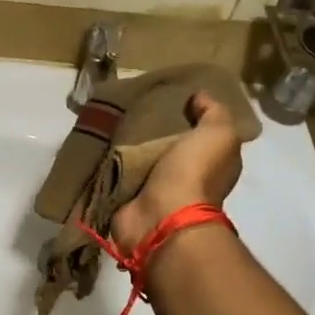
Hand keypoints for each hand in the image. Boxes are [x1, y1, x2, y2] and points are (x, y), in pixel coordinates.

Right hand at [111, 92, 241, 253]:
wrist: (161, 217)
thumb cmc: (194, 173)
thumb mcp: (218, 134)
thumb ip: (214, 112)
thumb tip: (200, 97)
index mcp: (210, 163)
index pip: (202, 135)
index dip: (191, 116)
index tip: (170, 97)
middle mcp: (184, 177)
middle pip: (167, 146)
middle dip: (152, 129)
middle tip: (132, 104)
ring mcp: (154, 190)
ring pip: (140, 158)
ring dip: (127, 144)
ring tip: (109, 116)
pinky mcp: (126, 197)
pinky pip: (116, 172)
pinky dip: (108, 161)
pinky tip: (97, 140)